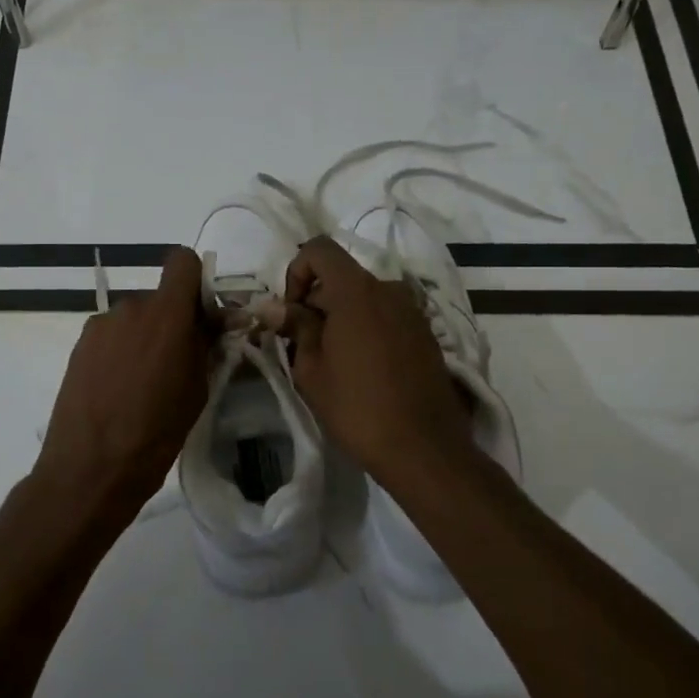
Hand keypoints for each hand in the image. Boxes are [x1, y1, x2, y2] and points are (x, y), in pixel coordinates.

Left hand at [33, 247, 215, 531]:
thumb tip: (218, 323)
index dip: (195, 281)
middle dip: (172, 320)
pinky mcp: (79, 346)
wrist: (91, 468)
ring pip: (134, 318)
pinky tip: (118, 388)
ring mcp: (100, 326)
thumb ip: (207, 346)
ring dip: (145, 337)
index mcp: (167, 315)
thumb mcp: (197, 390)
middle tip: (178, 361)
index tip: (201, 316)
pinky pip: (111, 335)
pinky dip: (121, 351)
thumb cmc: (156, 433)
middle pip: (159, 297)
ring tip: (144, 382)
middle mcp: (130, 308)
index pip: (182, 262)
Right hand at [281, 237, 473, 487]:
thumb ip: (295, 328)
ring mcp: (412, 311)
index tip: (293, 313)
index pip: (319, 249)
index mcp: (357, 291)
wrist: (424, 448)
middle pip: (342, 277)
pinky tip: (363, 370)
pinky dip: (367, 329)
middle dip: (317, 302)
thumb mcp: (311, 370)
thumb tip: (273, 307)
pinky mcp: (426, 334)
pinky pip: (386, 316)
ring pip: (364, 298)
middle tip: (303, 346)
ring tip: (333, 362)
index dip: (297, 272)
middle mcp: (389, 290)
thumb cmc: (357, 408)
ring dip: (342, 318)